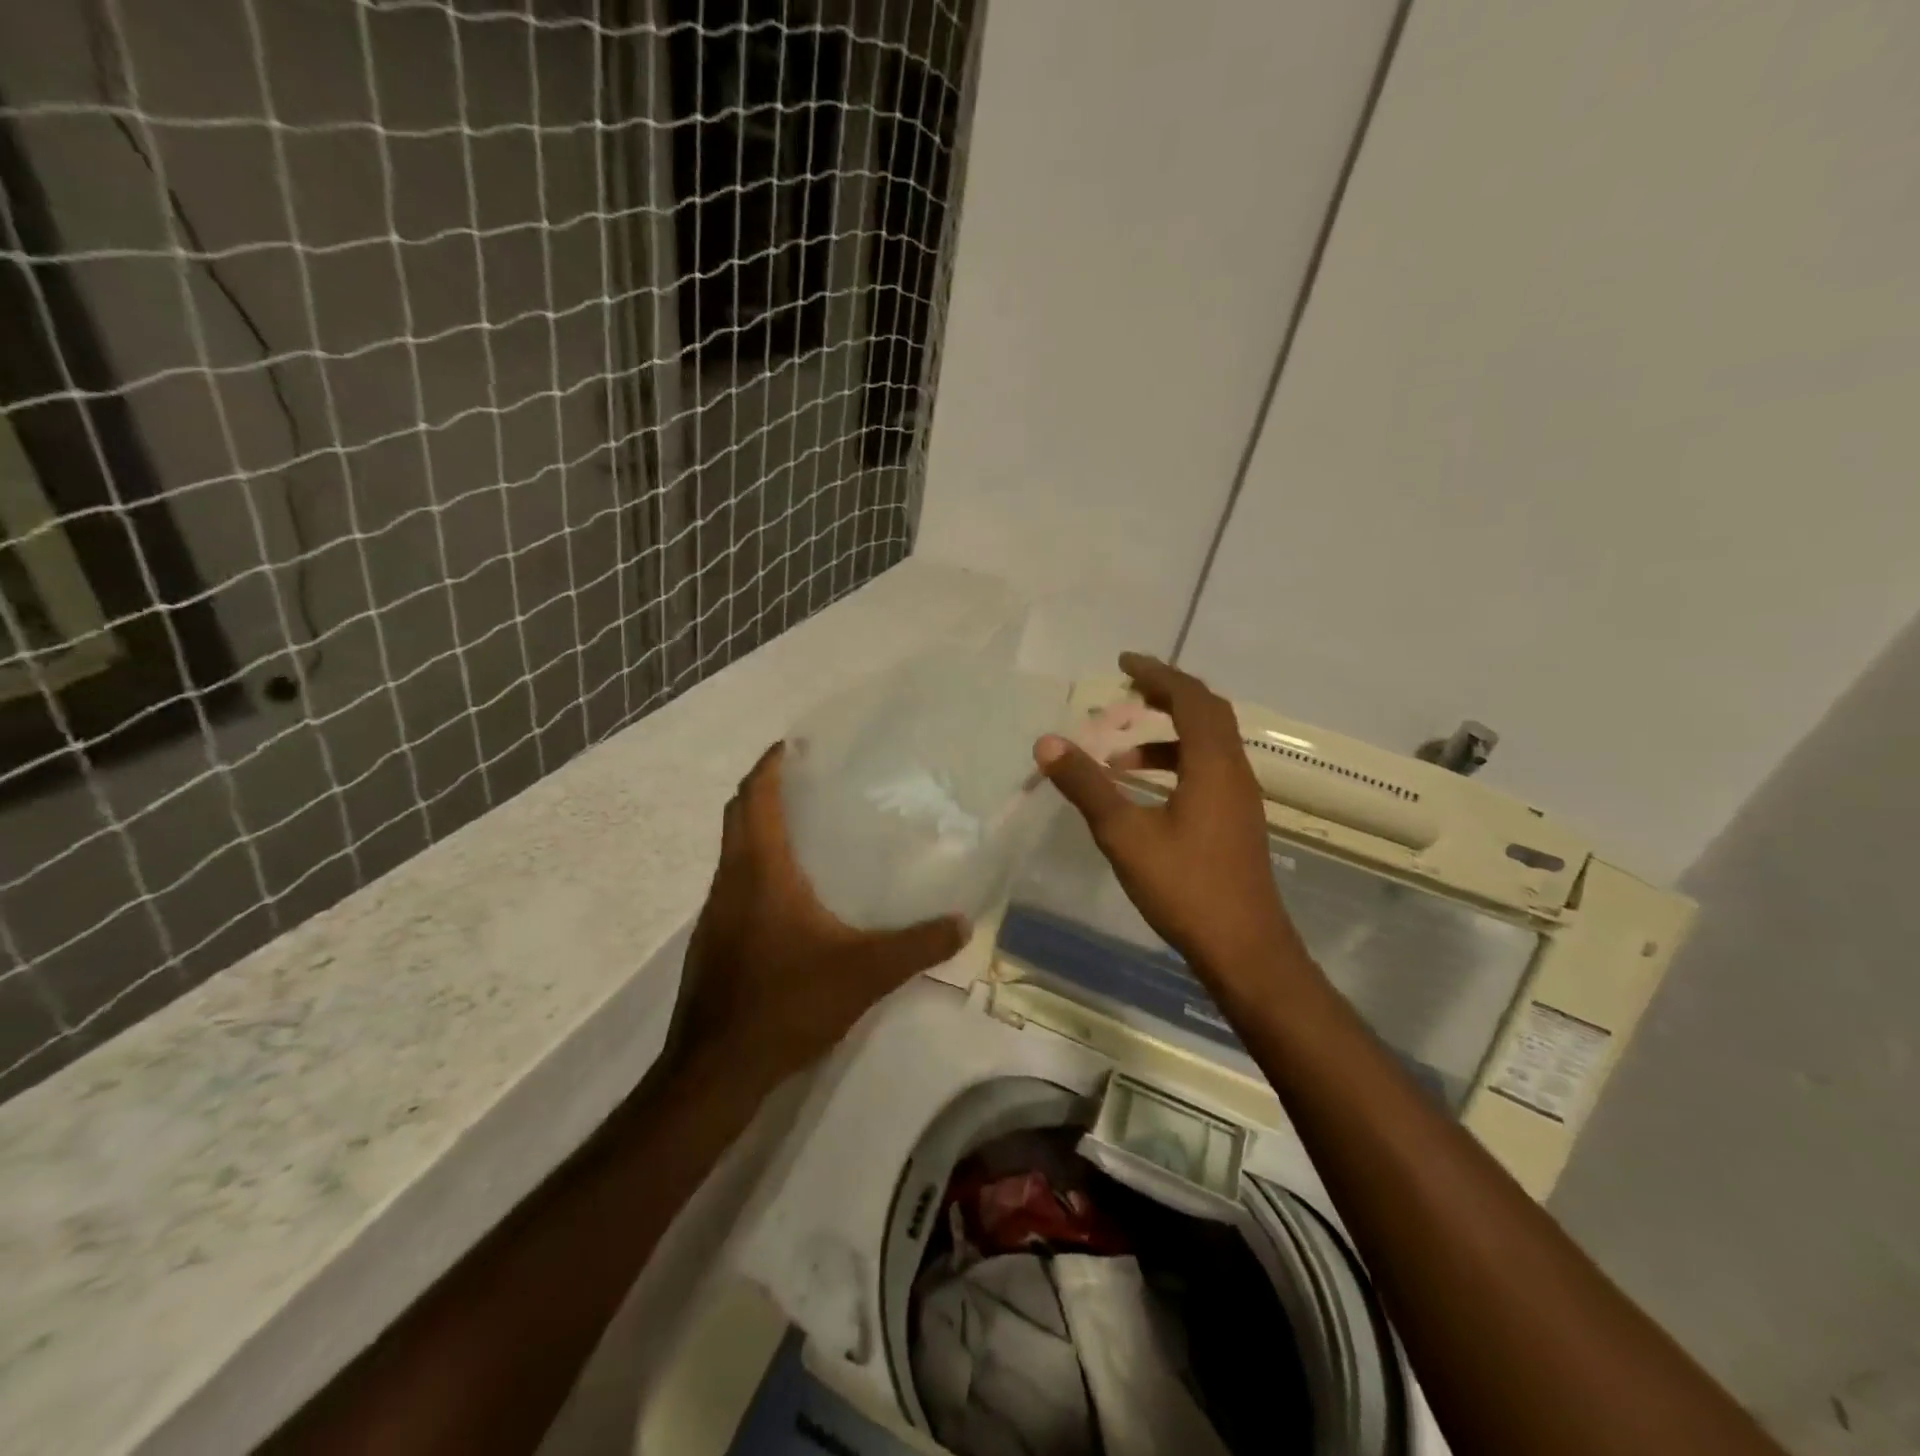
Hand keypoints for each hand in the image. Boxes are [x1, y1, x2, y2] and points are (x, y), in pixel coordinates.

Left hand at [675, 742, 966, 1079]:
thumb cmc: (786, 1003)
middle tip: (807, 779)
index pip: (754, 797)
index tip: (792, 744)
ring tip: (806, 829)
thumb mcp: (865, 972)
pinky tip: (791, 897)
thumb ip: (917, 945)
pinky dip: (756, 868)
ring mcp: (714, 913)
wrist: (715, 1071)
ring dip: (759, 829)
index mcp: (759, 870)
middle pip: (737, 815)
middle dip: (764, 788)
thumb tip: (964, 923)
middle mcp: (729, 881)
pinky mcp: (712, 941)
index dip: (769, 764)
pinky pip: (733, 884)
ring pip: (732, 851)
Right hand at [1034, 653, 1308, 996]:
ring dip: (1167, 736)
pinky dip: (1176, 765)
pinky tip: (1144, 795)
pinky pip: (1208, 771)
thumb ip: (1086, 786)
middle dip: (1166, 695)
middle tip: (1127, 690)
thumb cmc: (1185, 887)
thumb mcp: (1125, 834)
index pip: (1190, 698)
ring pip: (1208, 744)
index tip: (1124, 662)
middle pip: (1207, 713)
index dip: (1158, 673)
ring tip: (1119, 756)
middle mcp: (1234, 772)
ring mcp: (1240, 798)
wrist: (1245, 949)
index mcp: (1213, 764)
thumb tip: (1047, 743)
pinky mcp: (1237, 821)